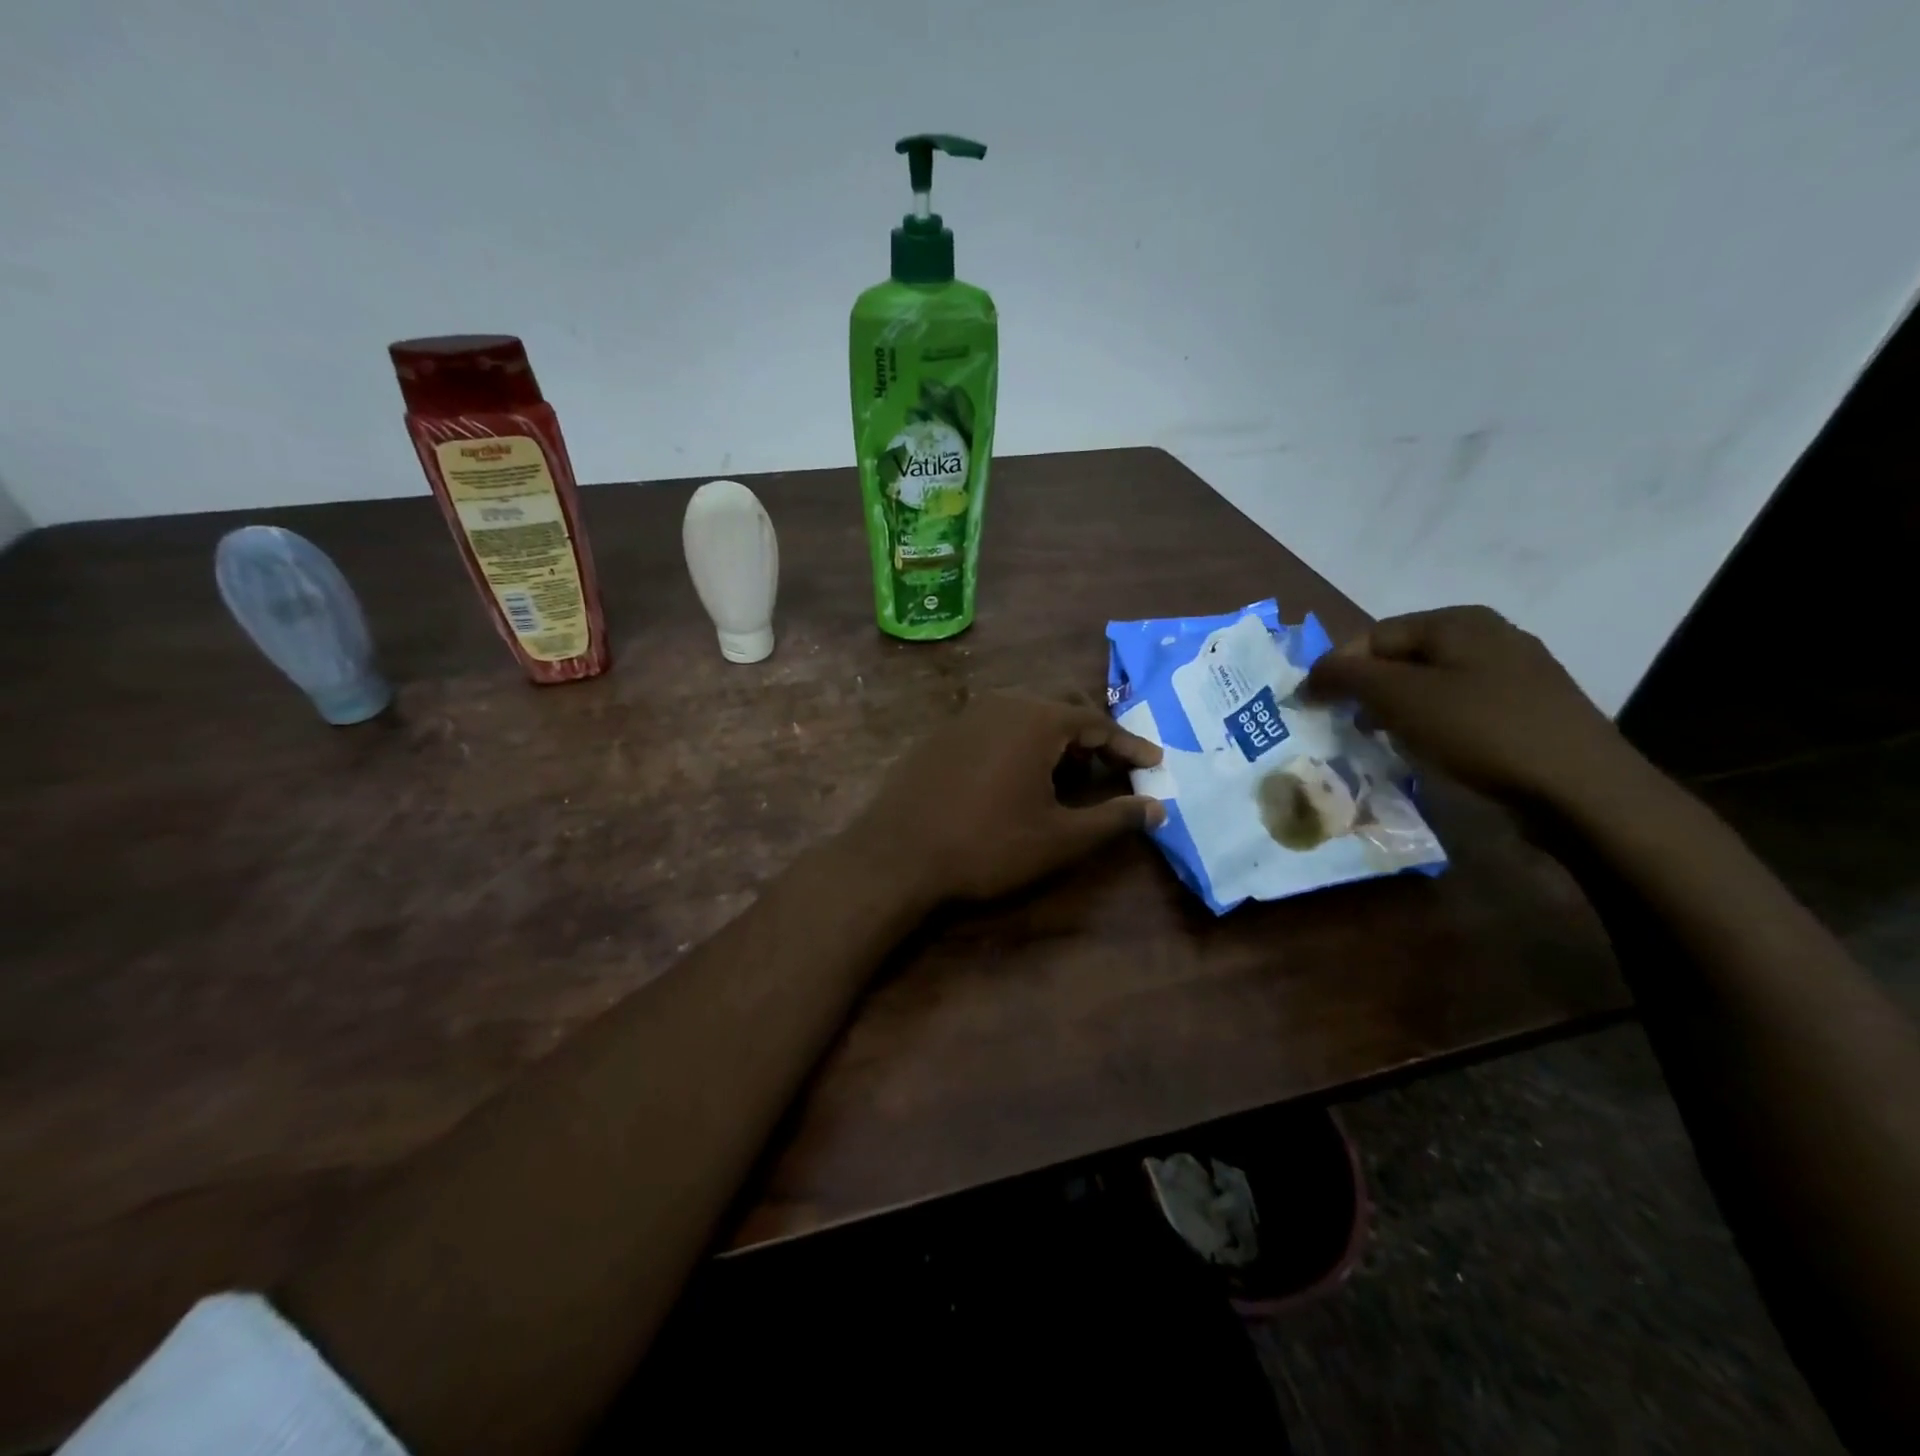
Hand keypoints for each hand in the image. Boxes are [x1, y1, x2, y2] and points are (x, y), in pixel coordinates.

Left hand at [845, 694, 1165, 904]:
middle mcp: (1003, 703)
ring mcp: (966, 715)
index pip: (1098, 723)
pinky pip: (996, 726)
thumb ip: (1114, 819)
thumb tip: (1158, 808)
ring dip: (1054, 741)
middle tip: (1110, 772)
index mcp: (1036, 719)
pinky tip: (1016, 779)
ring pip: (1026, 715)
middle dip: (1092, 739)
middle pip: (1062, 709)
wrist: (897, 855)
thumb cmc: (986, 845)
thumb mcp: (1059, 838)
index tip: (1155, 764)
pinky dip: (1020, 744)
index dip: (1130, 746)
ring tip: (1066, 779)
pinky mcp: (942, 733)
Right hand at [1304, 605, 1644, 812]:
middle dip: (1365, 690)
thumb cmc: (1482, 731)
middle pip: (1401, 658)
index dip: (1337, 668)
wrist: (1582, 790)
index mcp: (1457, 621)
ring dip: (1394, 710)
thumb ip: (1346, 676)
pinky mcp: (1527, 710)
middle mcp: (1488, 636)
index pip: (1372, 635)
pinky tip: (1426, 751)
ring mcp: (1514, 673)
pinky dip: (1429, 724)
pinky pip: (1458, 707)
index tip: (1313, 707)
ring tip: (1379, 742)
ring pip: (1429, 684)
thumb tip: (1310, 674)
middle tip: (1344, 726)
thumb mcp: (1400, 698)